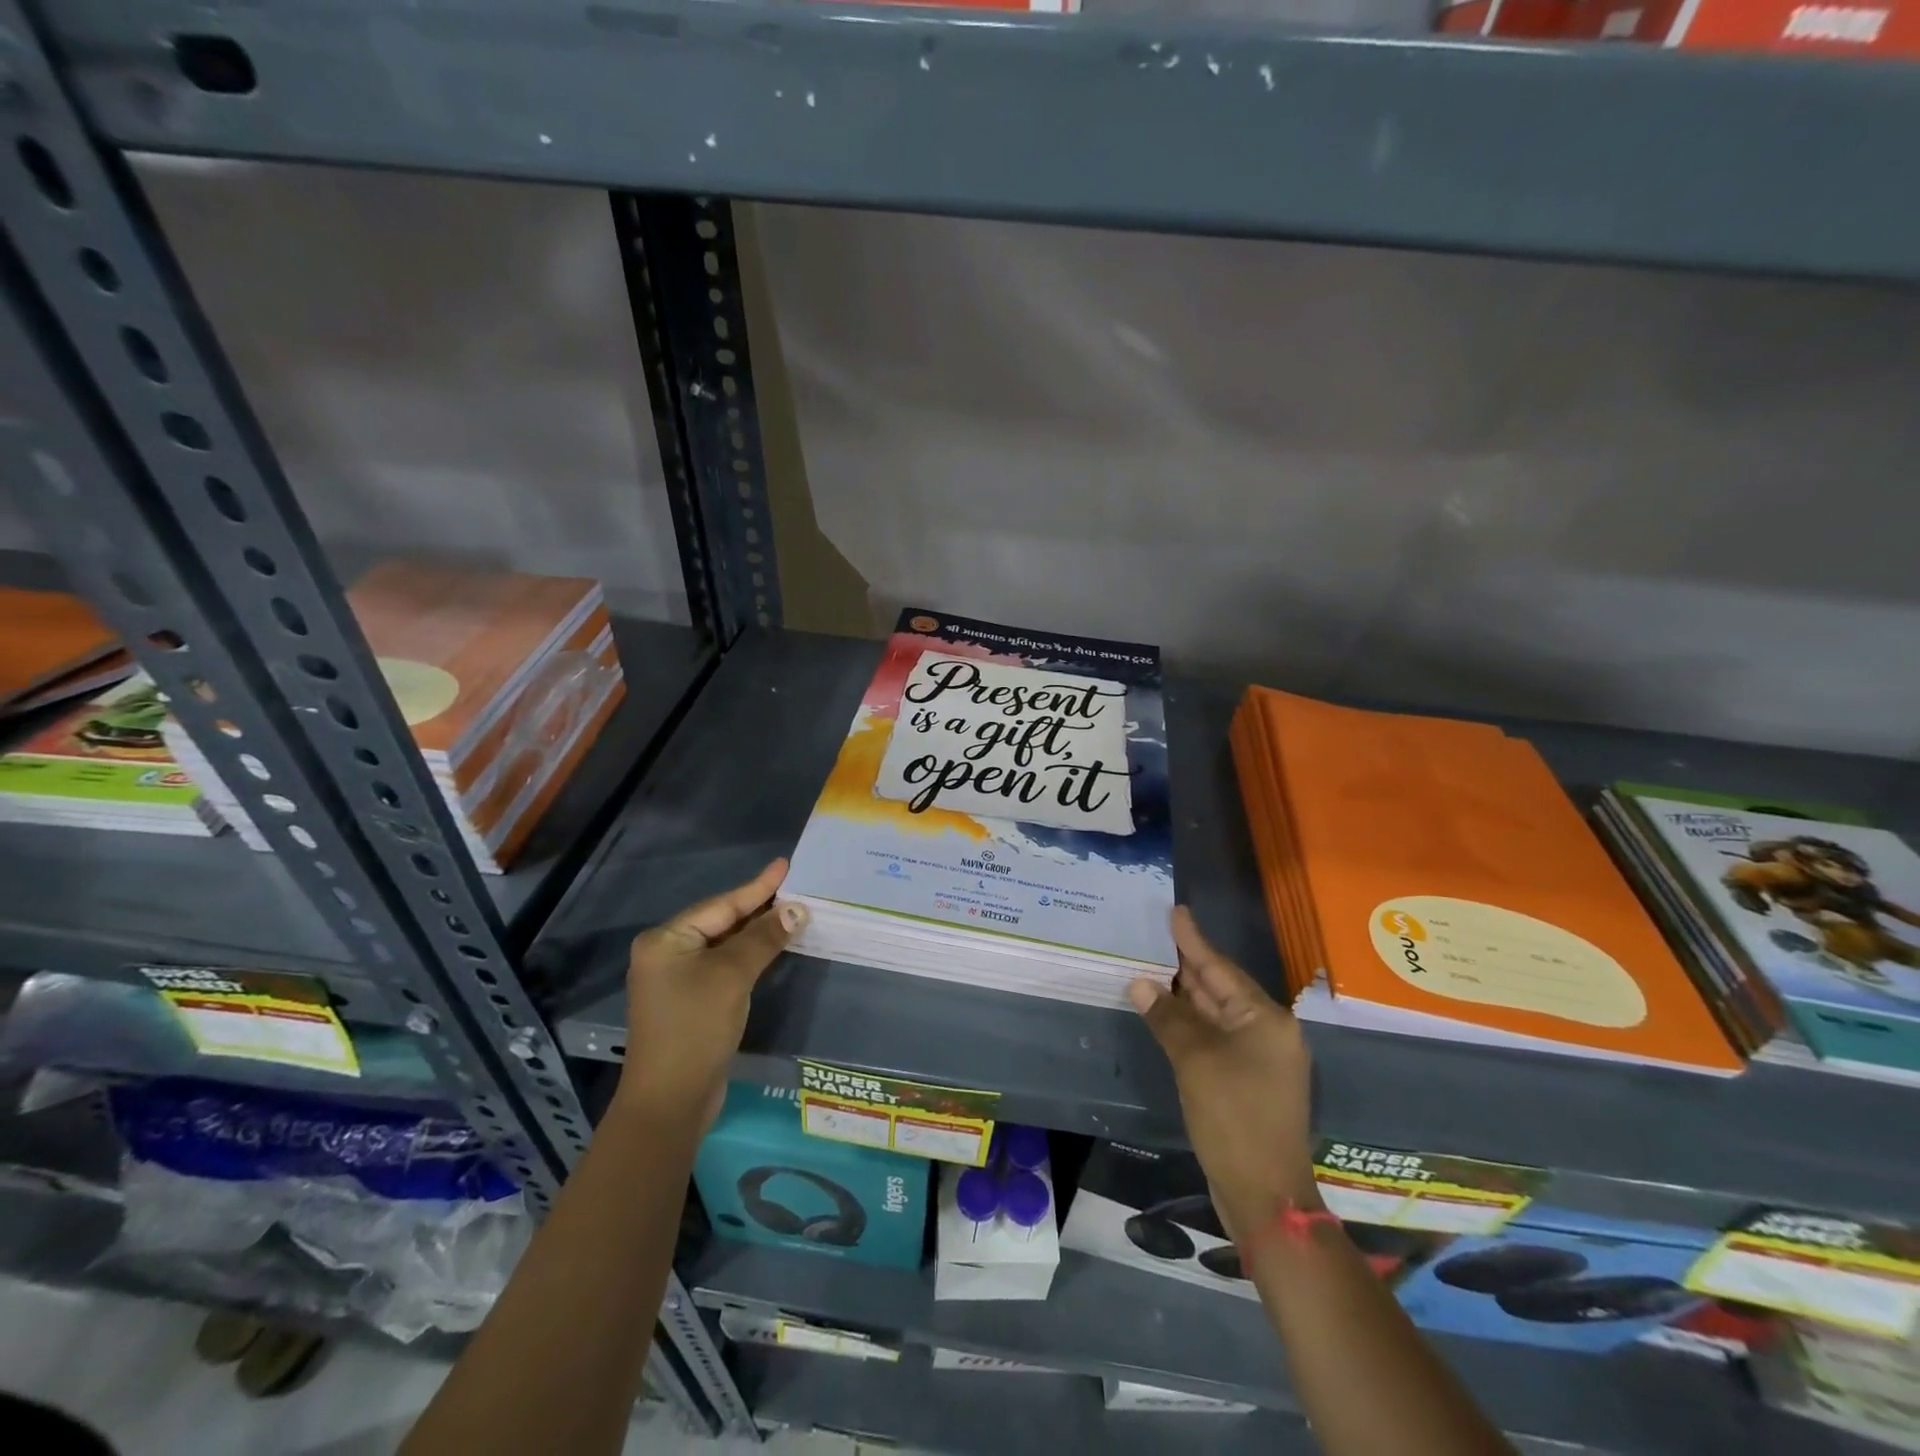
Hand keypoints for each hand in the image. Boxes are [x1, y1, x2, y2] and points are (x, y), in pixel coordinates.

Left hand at [615, 859, 805, 1127]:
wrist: (670, 1102)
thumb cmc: (695, 1028)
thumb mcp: (732, 976)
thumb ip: (764, 938)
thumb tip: (796, 910)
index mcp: (666, 940)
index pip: (721, 905)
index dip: (757, 887)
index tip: (785, 865)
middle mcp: (667, 954)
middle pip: (721, 922)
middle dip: (759, 908)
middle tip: (795, 888)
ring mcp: (677, 980)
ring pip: (725, 945)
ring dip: (757, 932)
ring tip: (792, 912)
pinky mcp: (691, 1002)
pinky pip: (725, 966)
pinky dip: (749, 956)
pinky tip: (772, 947)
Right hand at [1128, 907, 1319, 1239]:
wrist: (1266, 1195)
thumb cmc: (1234, 1117)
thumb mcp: (1195, 1061)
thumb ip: (1168, 1017)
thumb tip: (1140, 983)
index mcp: (1265, 1020)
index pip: (1220, 969)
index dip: (1193, 941)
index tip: (1176, 912)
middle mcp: (1268, 1033)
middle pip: (1221, 989)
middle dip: (1188, 965)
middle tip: (1158, 936)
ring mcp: (1259, 1059)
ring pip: (1216, 1015)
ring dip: (1186, 995)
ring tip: (1156, 965)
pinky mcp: (1247, 1082)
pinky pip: (1215, 1039)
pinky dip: (1191, 1024)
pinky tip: (1168, 1013)